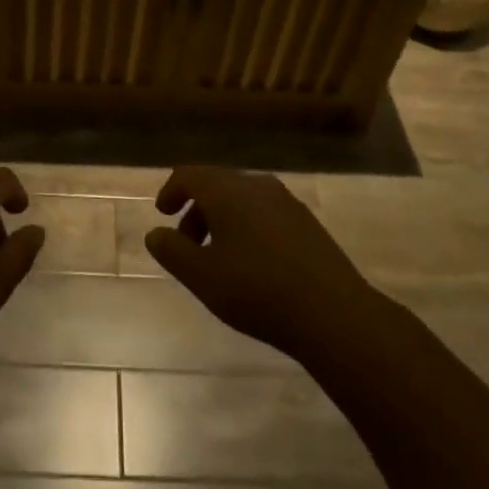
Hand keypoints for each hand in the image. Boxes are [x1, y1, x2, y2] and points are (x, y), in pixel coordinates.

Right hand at [146, 166, 379, 362]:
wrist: (333, 313)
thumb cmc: (258, 291)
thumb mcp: (203, 277)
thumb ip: (173, 252)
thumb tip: (155, 234)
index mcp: (227, 191)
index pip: (189, 175)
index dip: (171, 191)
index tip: (162, 214)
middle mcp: (256, 185)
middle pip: (216, 185)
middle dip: (196, 210)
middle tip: (187, 244)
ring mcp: (286, 201)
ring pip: (242, 199)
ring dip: (222, 220)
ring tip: (218, 258)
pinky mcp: (306, 222)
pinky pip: (265, 212)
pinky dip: (247, 226)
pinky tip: (253, 263)